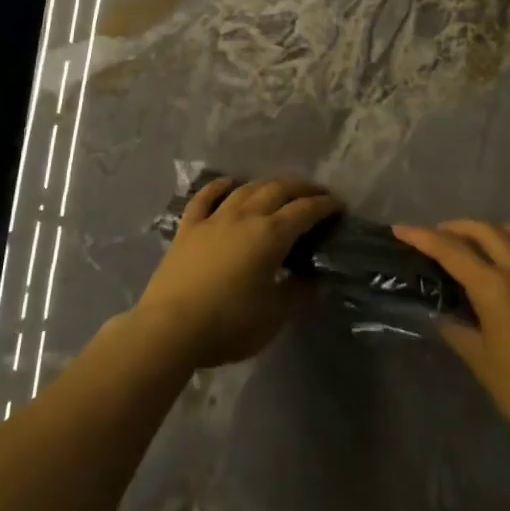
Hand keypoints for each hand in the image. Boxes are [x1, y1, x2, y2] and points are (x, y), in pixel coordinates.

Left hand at [134, 176, 341, 369]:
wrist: (171, 327)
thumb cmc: (229, 324)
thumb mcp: (274, 316)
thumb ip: (297, 293)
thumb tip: (313, 279)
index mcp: (270, 235)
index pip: (304, 211)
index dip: (324, 206)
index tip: (338, 205)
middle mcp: (245, 216)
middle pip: (277, 190)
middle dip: (301, 188)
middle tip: (316, 192)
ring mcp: (214, 218)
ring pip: (246, 189)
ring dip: (267, 183)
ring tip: (280, 186)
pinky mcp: (189, 227)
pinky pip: (206, 197)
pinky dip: (219, 186)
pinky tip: (229, 183)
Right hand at [394, 221, 509, 479]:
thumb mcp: (482, 363)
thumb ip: (457, 328)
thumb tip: (440, 311)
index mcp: (496, 289)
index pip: (451, 250)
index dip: (422, 236)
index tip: (400, 229)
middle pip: (484, 230)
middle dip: (455, 228)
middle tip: (437, 237)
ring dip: (492, 230)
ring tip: (478, 243)